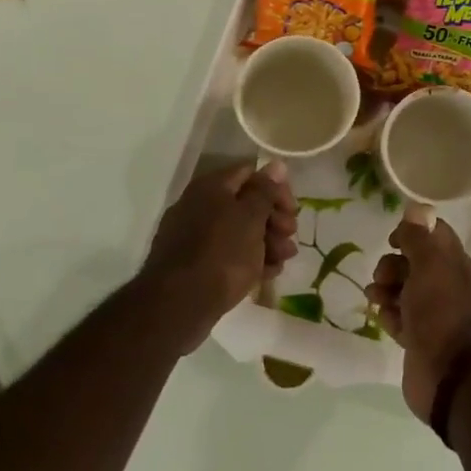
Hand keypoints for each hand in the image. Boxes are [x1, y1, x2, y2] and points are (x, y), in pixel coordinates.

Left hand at [142, 161, 297, 351]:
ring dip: (267, 242)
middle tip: (290, 236)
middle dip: (274, 219)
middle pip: (246, 204)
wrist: (177, 306)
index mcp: (211, 187)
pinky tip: (267, 274)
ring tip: (283, 260)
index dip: (276, 189)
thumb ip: (265, 190)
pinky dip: (249, 261)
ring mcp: (194, 237)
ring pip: (239, 232)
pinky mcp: (194, 265)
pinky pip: (228, 255)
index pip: (251, 174)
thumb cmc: (222, 253)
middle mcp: (199, 206)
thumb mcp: (251, 217)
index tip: (293, 210)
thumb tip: (276, 164)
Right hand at [366, 218, 470, 420]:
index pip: (434, 235)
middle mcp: (444, 284)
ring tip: (376, 299)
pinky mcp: (417, 337)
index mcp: (453, 263)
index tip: (393, 240)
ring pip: (402, 290)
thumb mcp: (428, 264)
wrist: (448, 372)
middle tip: (382, 277)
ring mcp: (430, 312)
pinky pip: (398, 317)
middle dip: (392, 265)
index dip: (412, 232)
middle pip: (412, 263)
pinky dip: (388, 315)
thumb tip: (416, 208)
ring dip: (385, 289)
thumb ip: (419, 236)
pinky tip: (384, 319)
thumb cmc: (439, 311)